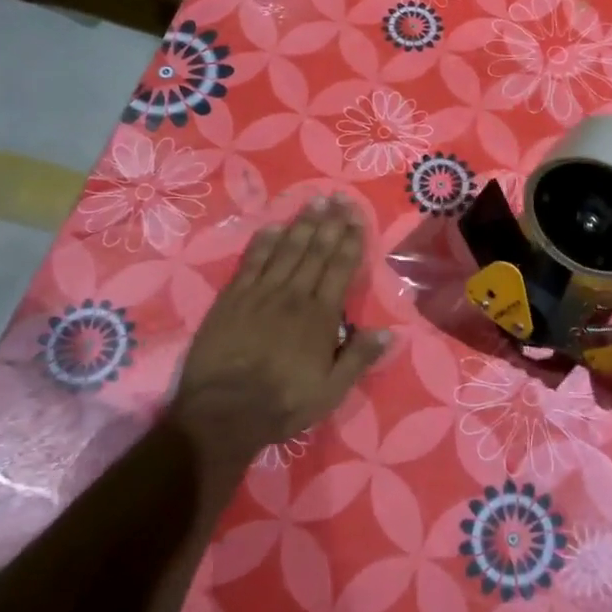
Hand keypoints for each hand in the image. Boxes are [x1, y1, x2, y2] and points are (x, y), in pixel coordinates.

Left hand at [173, 196, 389, 467]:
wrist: (221, 414)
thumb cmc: (281, 404)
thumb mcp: (330, 392)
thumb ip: (359, 358)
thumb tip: (391, 332)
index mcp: (320, 317)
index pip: (340, 268)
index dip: (350, 240)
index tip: (356, 216)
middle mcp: (293, 296)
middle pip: (315, 251)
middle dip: (329, 223)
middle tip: (338, 197)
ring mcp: (260, 294)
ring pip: (286, 250)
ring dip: (301, 224)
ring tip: (314, 202)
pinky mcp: (232, 299)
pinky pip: (252, 262)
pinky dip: (264, 242)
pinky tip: (273, 226)